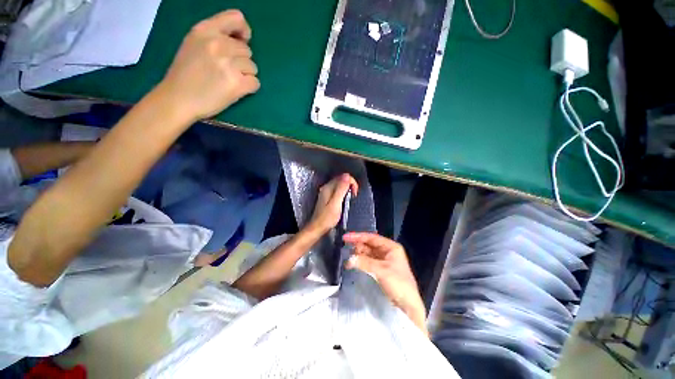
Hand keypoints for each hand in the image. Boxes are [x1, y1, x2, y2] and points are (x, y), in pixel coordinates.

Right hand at [157, 10, 259, 121]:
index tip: (242, 40)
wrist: (178, 99)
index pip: (236, 18)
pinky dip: (250, 87)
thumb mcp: (194, 44)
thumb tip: (240, 41)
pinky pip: (256, 83)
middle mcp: (218, 44)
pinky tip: (237, 90)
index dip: (244, 30)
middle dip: (241, 61)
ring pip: (253, 67)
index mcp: (205, 30)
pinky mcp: (237, 84)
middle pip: (247, 50)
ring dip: (245, 75)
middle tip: (226, 71)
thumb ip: (215, 38)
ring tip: (229, 81)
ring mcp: (228, 64)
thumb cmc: (185, 74)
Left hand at [308, 174, 358, 232]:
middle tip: (353, 196)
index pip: (343, 177)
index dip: (351, 182)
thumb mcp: (336, 203)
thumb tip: (347, 176)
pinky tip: (345, 202)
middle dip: (350, 185)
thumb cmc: (327, 218)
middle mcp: (326, 188)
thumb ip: (341, 189)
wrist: (317, 228)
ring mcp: (326, 193)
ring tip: (350, 199)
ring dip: (347, 190)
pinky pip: (338, 191)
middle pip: (341, 180)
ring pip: (340, 186)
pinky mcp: (327, 199)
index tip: (354, 192)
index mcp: (328, 188)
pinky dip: (343, 194)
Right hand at [343, 232, 427, 335]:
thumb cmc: (398, 284)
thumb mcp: (381, 271)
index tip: (345, 237)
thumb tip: (349, 258)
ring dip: (358, 254)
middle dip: (357, 246)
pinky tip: (353, 264)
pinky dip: (361, 262)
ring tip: (348, 258)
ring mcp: (384, 260)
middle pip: (369, 244)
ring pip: (368, 253)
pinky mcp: (381, 269)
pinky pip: (368, 261)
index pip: (372, 238)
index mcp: (391, 247)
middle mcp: (387, 251)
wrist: (408, 305)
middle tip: (345, 248)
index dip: (358, 236)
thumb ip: (364, 262)